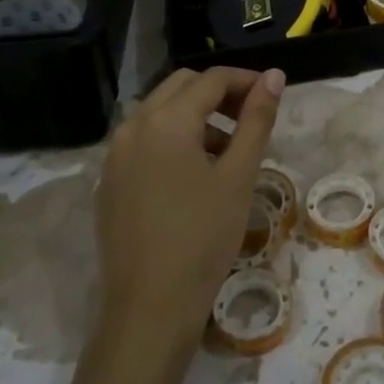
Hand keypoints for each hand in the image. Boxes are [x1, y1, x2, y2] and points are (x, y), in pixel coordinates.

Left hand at [63, 65, 285, 383]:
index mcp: (166, 120)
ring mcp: (115, 154)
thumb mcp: (239, 175)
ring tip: (228, 149)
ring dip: (196, 115)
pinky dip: (173, 138)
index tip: (273, 95)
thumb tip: (274, 75)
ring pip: (160, 111)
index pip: (212, 79)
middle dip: (219, 93)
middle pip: (181, 86)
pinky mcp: (110, 181)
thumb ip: (257, 119)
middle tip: (251, 118)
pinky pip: (144, 139)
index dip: (246, 80)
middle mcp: (134, 126)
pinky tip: (195, 174)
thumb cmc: (204, 237)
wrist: (149, 308)